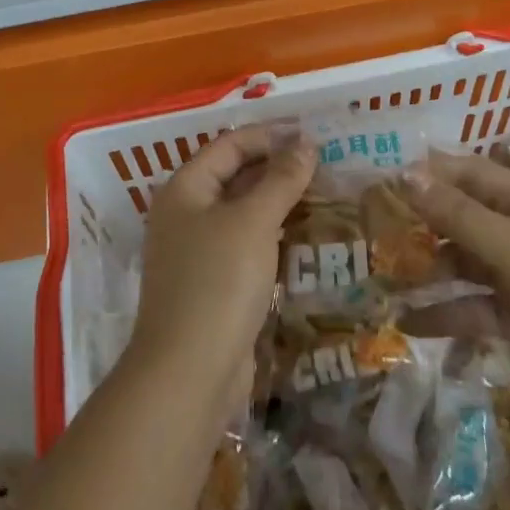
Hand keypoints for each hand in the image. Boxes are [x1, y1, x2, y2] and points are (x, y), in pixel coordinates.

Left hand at [129, 126, 315, 409]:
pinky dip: (273, 236)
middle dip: (277, 168)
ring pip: (242, 213)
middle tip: (325, 164)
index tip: (313, 135)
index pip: (230, 145)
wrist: (189, 374)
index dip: (270, 136)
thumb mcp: (253, 222)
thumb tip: (306, 144)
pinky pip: (246, 246)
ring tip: (323, 194)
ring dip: (278, 203)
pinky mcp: (212, 285)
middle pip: (234, 177)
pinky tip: (304, 237)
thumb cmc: (218, 282)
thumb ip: (281, 179)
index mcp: (185, 189)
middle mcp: (185, 214)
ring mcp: (197, 252)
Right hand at [403, 151, 509, 391]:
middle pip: (460, 217)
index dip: (427, 172)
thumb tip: (405, 174)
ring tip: (381, 278)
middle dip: (420, 223)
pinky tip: (407, 322)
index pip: (466, 172)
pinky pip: (472, 307)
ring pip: (462, 263)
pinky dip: (444, 313)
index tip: (381, 177)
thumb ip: (456, 214)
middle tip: (372, 229)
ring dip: (428, 270)